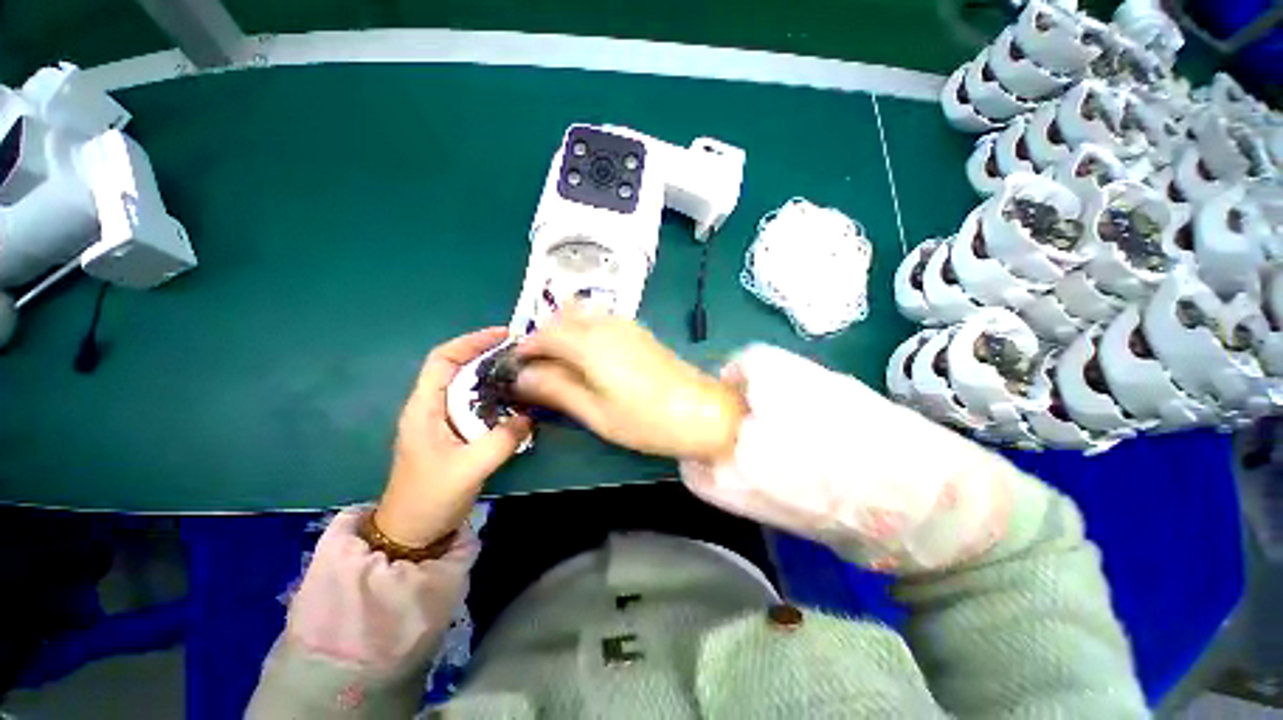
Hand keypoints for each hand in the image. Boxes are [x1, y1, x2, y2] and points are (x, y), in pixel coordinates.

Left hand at [374, 328, 532, 547]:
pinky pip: (480, 406)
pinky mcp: (457, 434)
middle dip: (489, 355)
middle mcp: (433, 407)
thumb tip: (531, 416)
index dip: (470, 342)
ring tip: (524, 371)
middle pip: (460, 368)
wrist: (413, 532)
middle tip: (523, 352)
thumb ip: (502, 440)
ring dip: (496, 376)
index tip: (503, 335)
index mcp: (424, 407)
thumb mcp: (468, 468)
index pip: (443, 359)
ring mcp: (445, 421)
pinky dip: (499, 398)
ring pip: (471, 387)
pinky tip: (519, 401)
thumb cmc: (430, 497)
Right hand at [513, 308, 743, 462]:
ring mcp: (627, 325)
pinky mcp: (639, 332)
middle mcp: (606, 325)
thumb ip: (557, 389)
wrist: (702, 412)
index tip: (517, 369)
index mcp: (590, 343)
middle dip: (544, 338)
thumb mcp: (595, 412)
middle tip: (538, 369)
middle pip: (563, 318)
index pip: (545, 334)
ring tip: (562, 366)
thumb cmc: (646, 420)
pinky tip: (589, 359)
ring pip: (583, 316)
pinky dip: (585, 333)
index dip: (526, 349)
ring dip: (564, 333)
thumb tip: (523, 376)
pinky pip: (601, 321)